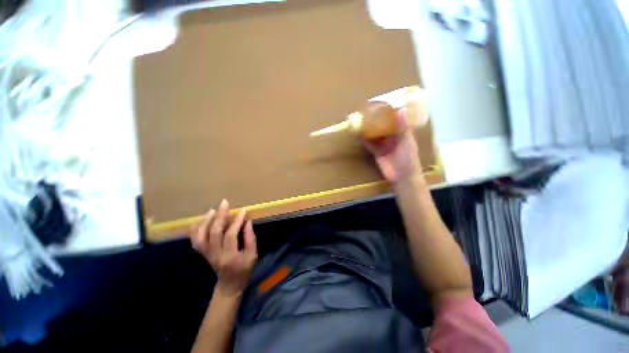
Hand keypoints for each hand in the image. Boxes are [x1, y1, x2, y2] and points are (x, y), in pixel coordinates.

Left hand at [190, 199, 257, 296]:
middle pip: (214, 232)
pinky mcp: (202, 254)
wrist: (229, 285)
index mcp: (229, 256)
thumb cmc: (244, 270)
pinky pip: (195, 241)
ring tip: (212, 210)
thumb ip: (250, 238)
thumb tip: (247, 222)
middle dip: (220, 216)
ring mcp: (206, 254)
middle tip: (225, 203)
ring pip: (201, 236)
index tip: (242, 211)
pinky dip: (195, 230)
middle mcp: (215, 254)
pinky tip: (199, 221)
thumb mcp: (253, 255)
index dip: (236, 221)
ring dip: (206, 221)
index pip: (231, 235)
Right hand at [362, 109, 422, 183]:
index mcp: (402, 132)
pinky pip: (370, 144)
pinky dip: (365, 140)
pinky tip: (359, 134)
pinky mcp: (377, 152)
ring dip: (369, 129)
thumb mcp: (406, 141)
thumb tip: (400, 109)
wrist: (402, 177)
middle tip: (368, 112)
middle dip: (376, 120)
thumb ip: (402, 127)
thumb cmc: (408, 158)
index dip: (389, 112)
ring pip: (375, 134)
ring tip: (361, 121)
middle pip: (383, 126)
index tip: (381, 104)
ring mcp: (384, 145)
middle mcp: (393, 137)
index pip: (395, 119)